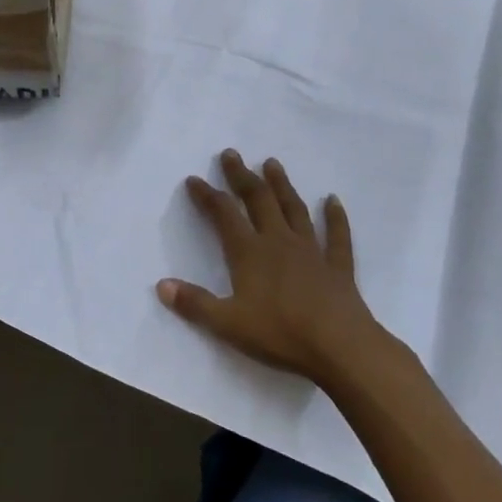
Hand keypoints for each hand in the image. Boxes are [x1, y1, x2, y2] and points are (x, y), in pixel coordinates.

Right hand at [157, 149, 379, 388]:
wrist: (340, 347)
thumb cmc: (280, 333)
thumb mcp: (228, 324)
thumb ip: (195, 303)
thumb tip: (162, 285)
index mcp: (249, 252)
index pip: (224, 214)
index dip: (207, 195)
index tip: (194, 179)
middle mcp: (279, 241)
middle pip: (258, 200)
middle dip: (242, 176)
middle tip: (232, 154)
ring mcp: (311, 251)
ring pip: (294, 209)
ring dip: (282, 185)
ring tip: (272, 163)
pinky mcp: (337, 266)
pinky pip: (336, 235)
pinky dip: (335, 216)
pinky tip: (333, 200)